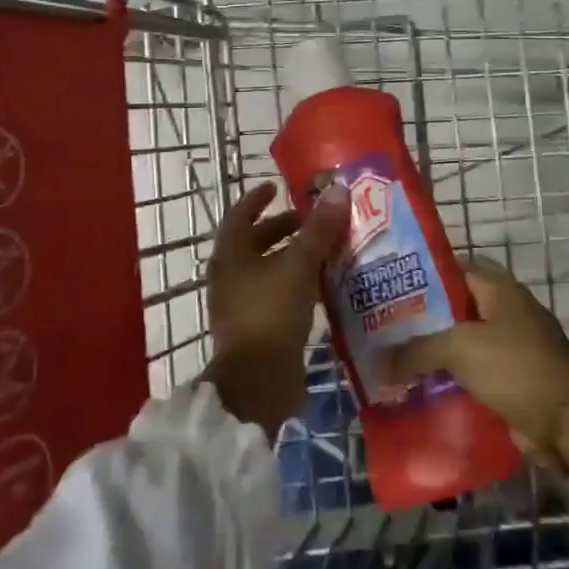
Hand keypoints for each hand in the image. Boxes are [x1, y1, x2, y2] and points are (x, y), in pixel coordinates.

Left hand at [201, 181, 348, 433]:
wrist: (257, 382)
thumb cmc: (271, 313)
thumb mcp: (299, 265)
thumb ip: (319, 229)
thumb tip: (338, 190)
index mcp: (230, 255)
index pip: (241, 214)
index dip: (258, 198)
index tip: (277, 187)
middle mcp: (229, 276)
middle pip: (255, 242)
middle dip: (283, 229)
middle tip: (312, 221)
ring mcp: (240, 305)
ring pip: (268, 270)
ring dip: (292, 257)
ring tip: (324, 250)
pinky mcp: (255, 328)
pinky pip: (276, 294)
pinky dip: (295, 283)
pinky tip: (320, 285)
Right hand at [383, 258, 568, 477]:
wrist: (568, 422)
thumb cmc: (516, 368)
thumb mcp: (461, 349)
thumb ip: (418, 350)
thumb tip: (381, 361)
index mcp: (500, 290)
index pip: (457, 268)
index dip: (424, 274)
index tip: (392, 286)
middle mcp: (506, 312)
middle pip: (456, 308)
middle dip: (423, 318)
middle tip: (385, 328)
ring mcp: (511, 347)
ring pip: (462, 343)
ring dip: (434, 354)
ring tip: (394, 360)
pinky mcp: (511, 380)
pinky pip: (472, 374)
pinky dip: (450, 380)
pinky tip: (420, 390)